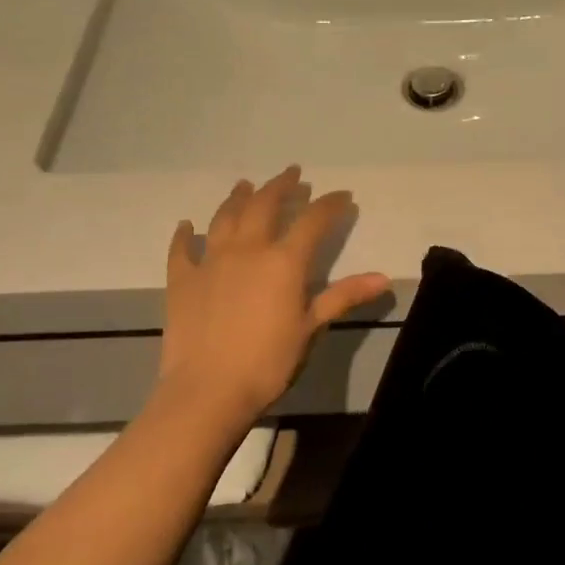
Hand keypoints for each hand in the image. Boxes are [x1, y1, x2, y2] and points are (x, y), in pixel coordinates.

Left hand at [157, 166, 390, 431]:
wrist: (207, 390)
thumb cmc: (267, 361)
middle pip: (265, 205)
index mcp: (283, 261)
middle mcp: (247, 249)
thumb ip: (343, 297)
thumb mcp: (311, 328)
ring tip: (245, 185)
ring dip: (237, 198)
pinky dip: (184, 235)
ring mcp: (210, 261)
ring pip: (225, 217)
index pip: (313, 221)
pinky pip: (181, 249)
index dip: (330, 205)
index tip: (343, 196)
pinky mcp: (182, 280)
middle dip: (281, 186)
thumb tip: (383, 277)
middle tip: (292, 173)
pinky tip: (186, 225)